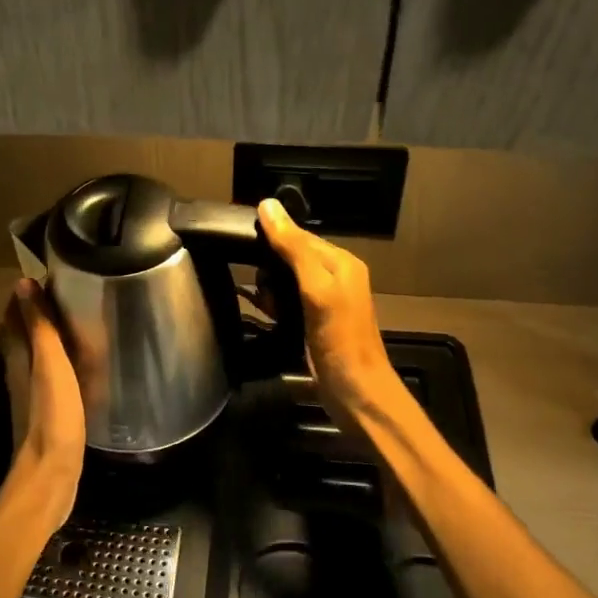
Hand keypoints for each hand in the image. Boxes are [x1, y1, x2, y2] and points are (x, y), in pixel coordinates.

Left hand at [0, 278, 86, 537]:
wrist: (51, 475)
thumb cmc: (52, 416)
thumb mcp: (50, 365)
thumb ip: (39, 326)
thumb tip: (22, 283)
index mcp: (18, 358)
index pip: (16, 316)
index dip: (28, 296)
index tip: (50, 276)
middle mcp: (19, 372)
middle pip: (23, 334)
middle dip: (38, 313)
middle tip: (67, 295)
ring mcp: (32, 394)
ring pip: (36, 356)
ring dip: (48, 338)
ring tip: (75, 323)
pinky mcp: (47, 413)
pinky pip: (51, 377)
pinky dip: (60, 363)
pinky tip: (78, 366)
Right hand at [257, 198, 403, 427]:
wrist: (356, 393)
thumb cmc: (339, 339)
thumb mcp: (316, 288)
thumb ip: (293, 247)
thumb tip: (266, 205)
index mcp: (341, 261)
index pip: (298, 234)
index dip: (271, 237)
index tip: (241, 245)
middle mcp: (335, 275)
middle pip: (290, 255)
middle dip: (268, 266)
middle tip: (258, 284)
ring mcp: (324, 300)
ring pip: (285, 278)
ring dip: (268, 287)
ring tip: (262, 301)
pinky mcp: (313, 322)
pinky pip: (286, 300)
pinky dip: (273, 304)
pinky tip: (264, 312)